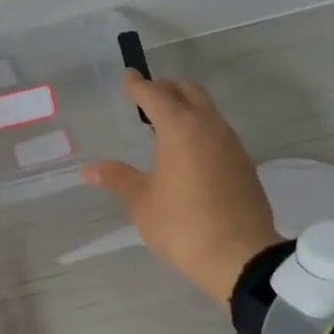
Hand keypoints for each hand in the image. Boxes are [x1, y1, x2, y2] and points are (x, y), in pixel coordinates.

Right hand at [83, 72, 280, 307]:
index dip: (138, 85)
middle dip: (166, 89)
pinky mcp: (243, 163)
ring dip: (186, 107)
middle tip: (146, 97)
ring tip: (165, 123)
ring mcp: (231, 143)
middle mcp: (209, 126)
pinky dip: (200, 127)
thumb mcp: (143, 202)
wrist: (240, 256)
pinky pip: (218, 130)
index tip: (128, 77)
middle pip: (187, 92)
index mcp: (180, 128)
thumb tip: (89, 169)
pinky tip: (189, 150)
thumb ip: (118, 179)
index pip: (155, 94)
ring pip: (207, 110)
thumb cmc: (183, 225)